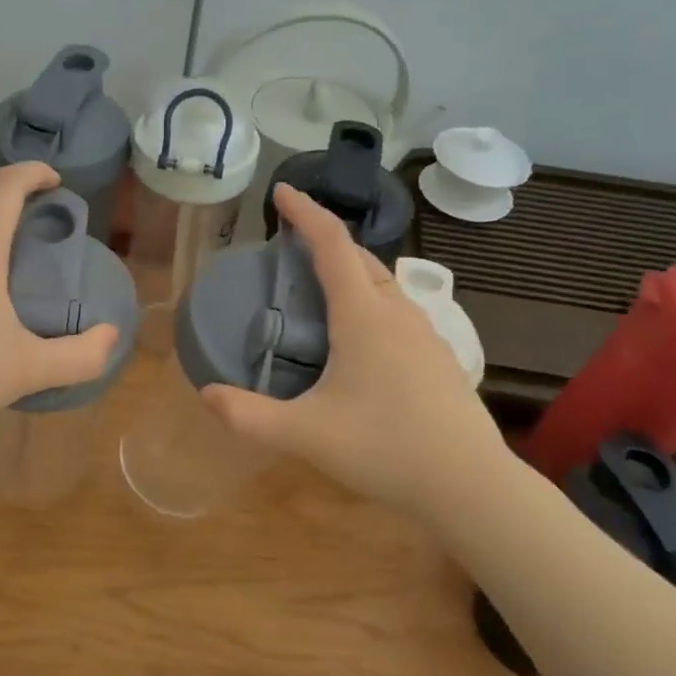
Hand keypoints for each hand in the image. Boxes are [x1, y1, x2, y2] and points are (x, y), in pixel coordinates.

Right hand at [201, 184, 508, 512]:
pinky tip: (359, 338)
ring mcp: (424, 334)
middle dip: (323, 241)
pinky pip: (397, 310)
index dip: (305, 212)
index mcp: (363, 315)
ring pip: (383, 283)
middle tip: (289, 248)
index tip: (281, 191)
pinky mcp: (438, 357)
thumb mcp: (304, 435)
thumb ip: (248, 416)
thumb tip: (205, 395)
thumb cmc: (384, 449)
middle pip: (359, 257)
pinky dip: (369, 300)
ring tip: (319, 289)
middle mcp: (396, 313)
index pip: (331, 244)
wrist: (469, 484)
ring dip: (350, 270)